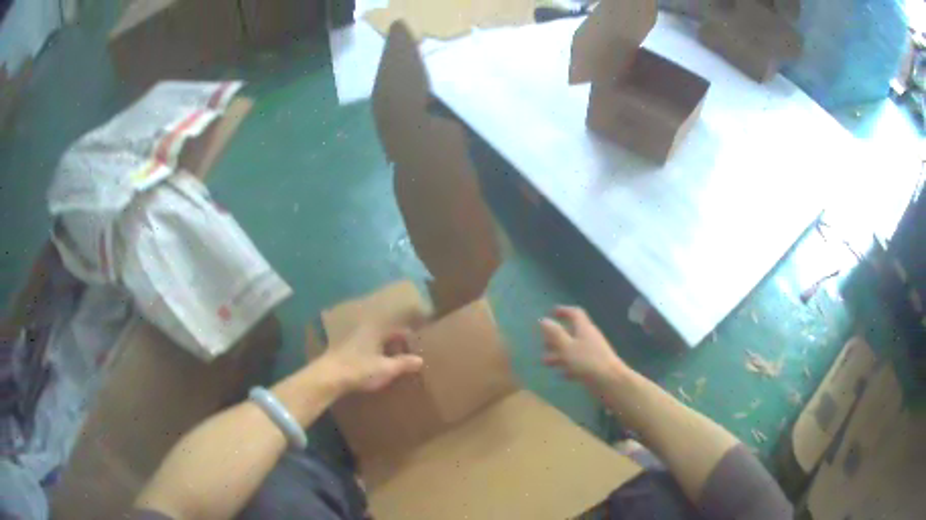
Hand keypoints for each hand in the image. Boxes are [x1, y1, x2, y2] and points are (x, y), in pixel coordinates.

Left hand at [321, 323, 423, 393]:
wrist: (328, 376)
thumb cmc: (359, 369)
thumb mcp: (385, 369)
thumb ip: (403, 363)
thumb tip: (420, 360)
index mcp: (376, 330)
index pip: (398, 329)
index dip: (408, 337)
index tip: (416, 347)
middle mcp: (364, 329)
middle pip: (385, 332)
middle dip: (396, 342)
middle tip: (406, 355)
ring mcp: (352, 337)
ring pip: (374, 339)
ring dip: (384, 347)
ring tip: (393, 361)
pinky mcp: (343, 347)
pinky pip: (364, 345)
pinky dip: (372, 352)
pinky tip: (374, 364)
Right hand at [540, 306, 629, 385]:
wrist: (610, 381)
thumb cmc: (587, 361)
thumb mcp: (567, 347)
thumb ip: (555, 334)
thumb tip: (543, 319)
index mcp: (584, 329)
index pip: (575, 313)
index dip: (564, 311)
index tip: (551, 313)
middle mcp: (589, 337)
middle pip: (572, 332)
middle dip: (556, 337)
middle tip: (543, 344)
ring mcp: (592, 352)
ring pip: (573, 348)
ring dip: (559, 353)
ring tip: (546, 362)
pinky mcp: (594, 366)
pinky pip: (579, 362)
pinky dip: (569, 365)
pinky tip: (562, 374)